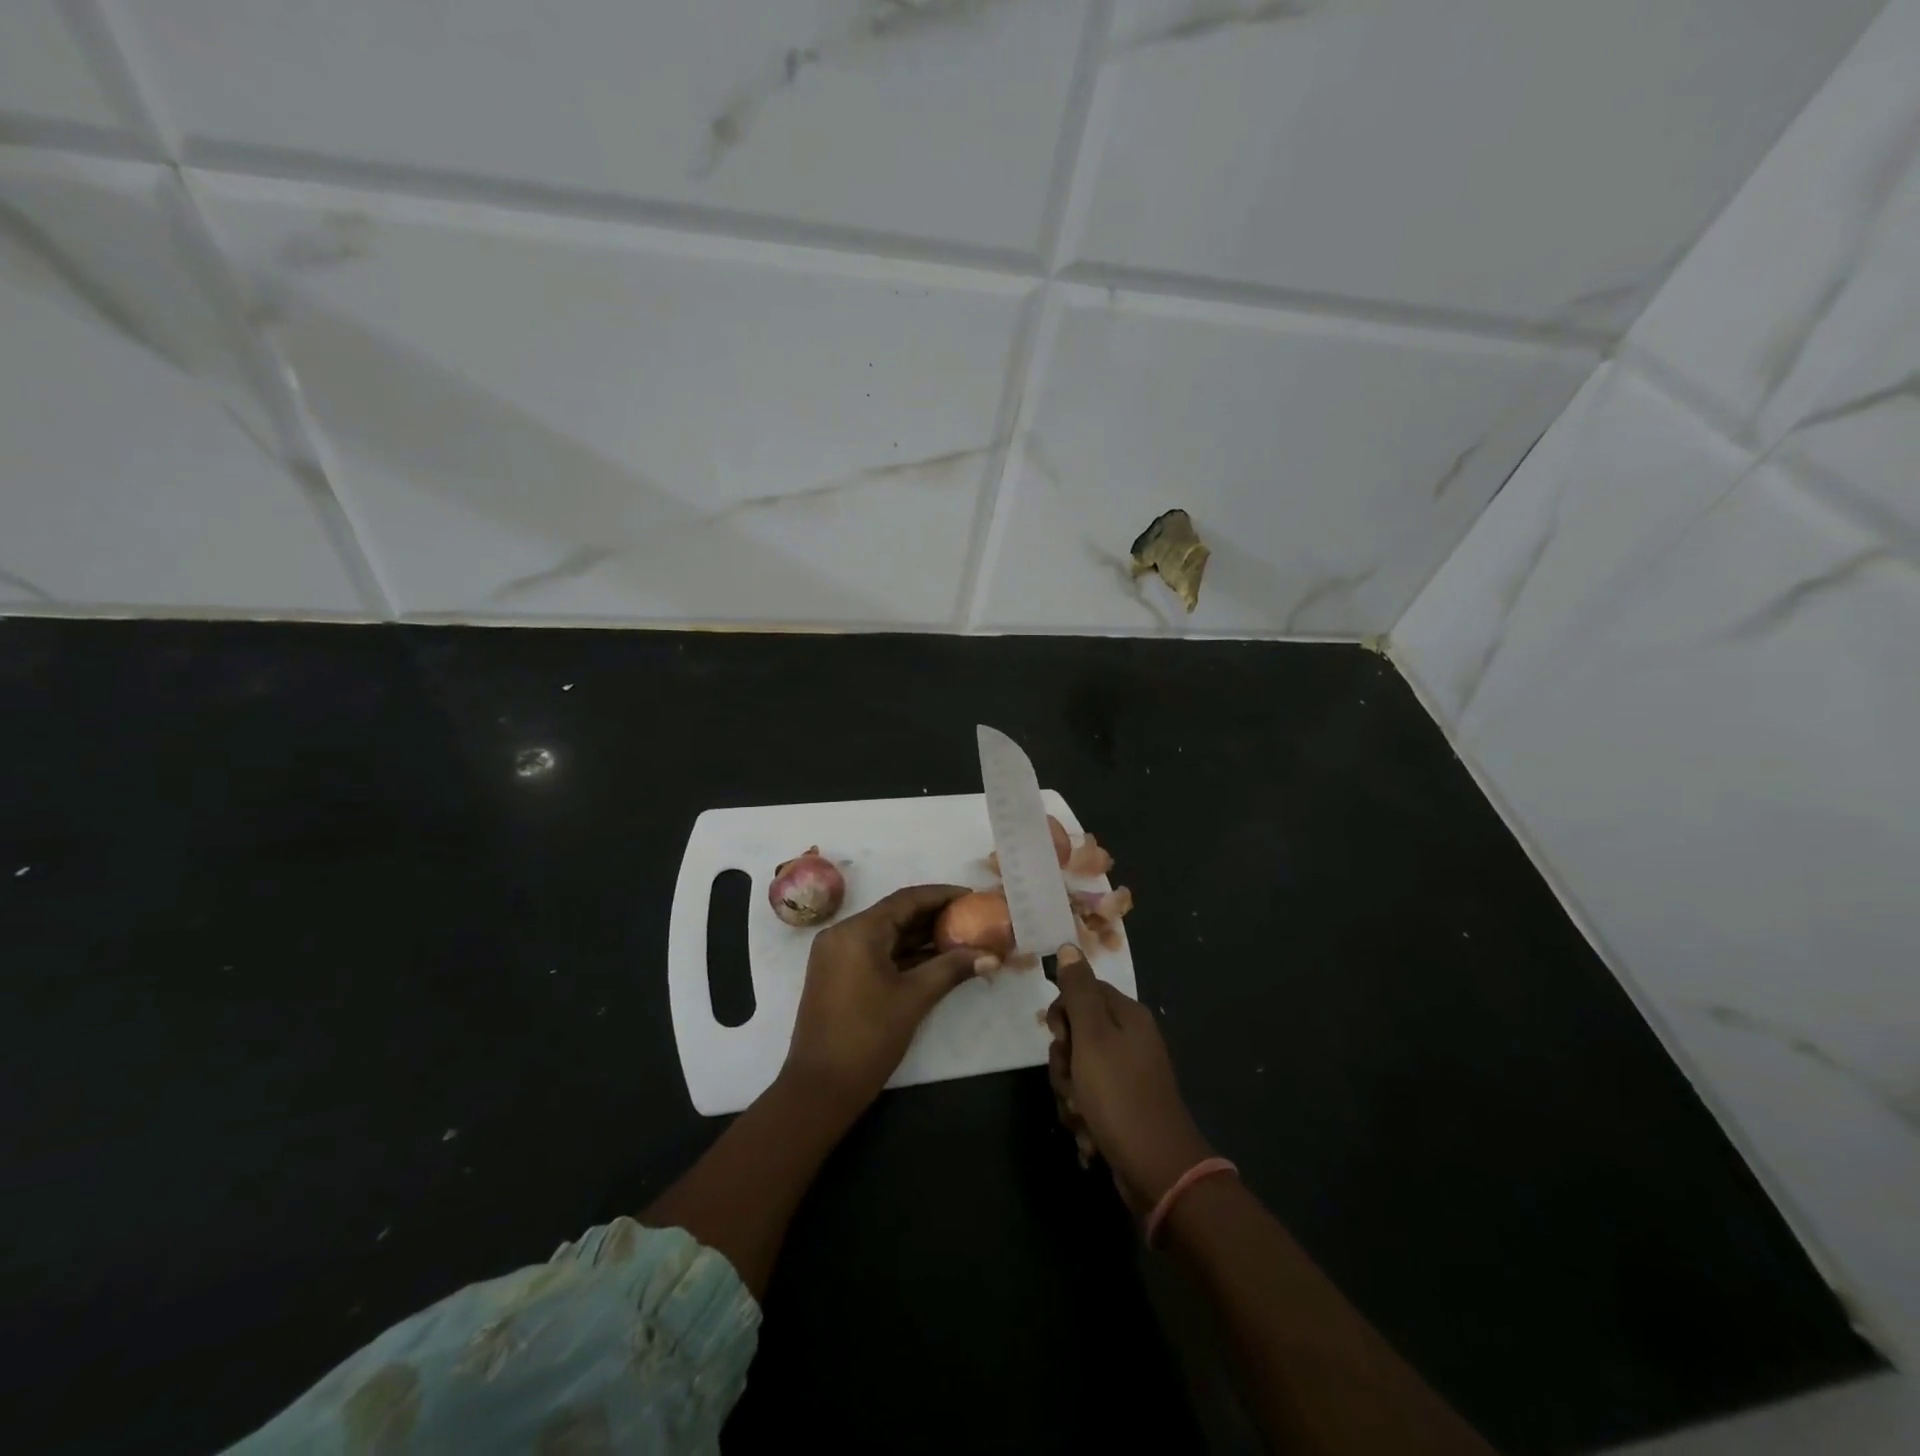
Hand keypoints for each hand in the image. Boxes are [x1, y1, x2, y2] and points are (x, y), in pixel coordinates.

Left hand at [784, 884, 994, 1110]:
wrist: (820, 1088)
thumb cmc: (868, 1037)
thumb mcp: (914, 998)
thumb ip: (952, 969)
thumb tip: (992, 956)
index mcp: (858, 931)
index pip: (906, 899)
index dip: (942, 895)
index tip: (972, 897)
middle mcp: (842, 933)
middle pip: (895, 913)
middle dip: (934, 916)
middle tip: (971, 918)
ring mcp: (836, 954)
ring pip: (885, 933)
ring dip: (920, 936)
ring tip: (960, 937)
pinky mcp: (837, 973)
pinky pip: (875, 951)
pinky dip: (903, 953)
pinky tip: (934, 959)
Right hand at [1046, 946, 1213, 1213]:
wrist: (1158, 1172)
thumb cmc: (1121, 1096)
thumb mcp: (1093, 1037)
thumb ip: (1078, 992)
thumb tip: (1068, 946)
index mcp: (1127, 1017)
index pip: (1082, 992)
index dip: (1062, 1014)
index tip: (1060, 1037)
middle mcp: (1130, 1041)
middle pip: (1077, 1034)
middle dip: (1064, 1063)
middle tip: (1073, 1082)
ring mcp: (1128, 1076)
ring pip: (1077, 1072)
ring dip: (1070, 1096)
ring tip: (1082, 1116)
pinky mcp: (1123, 1109)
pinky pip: (1089, 1101)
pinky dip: (1084, 1119)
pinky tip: (1090, 1137)